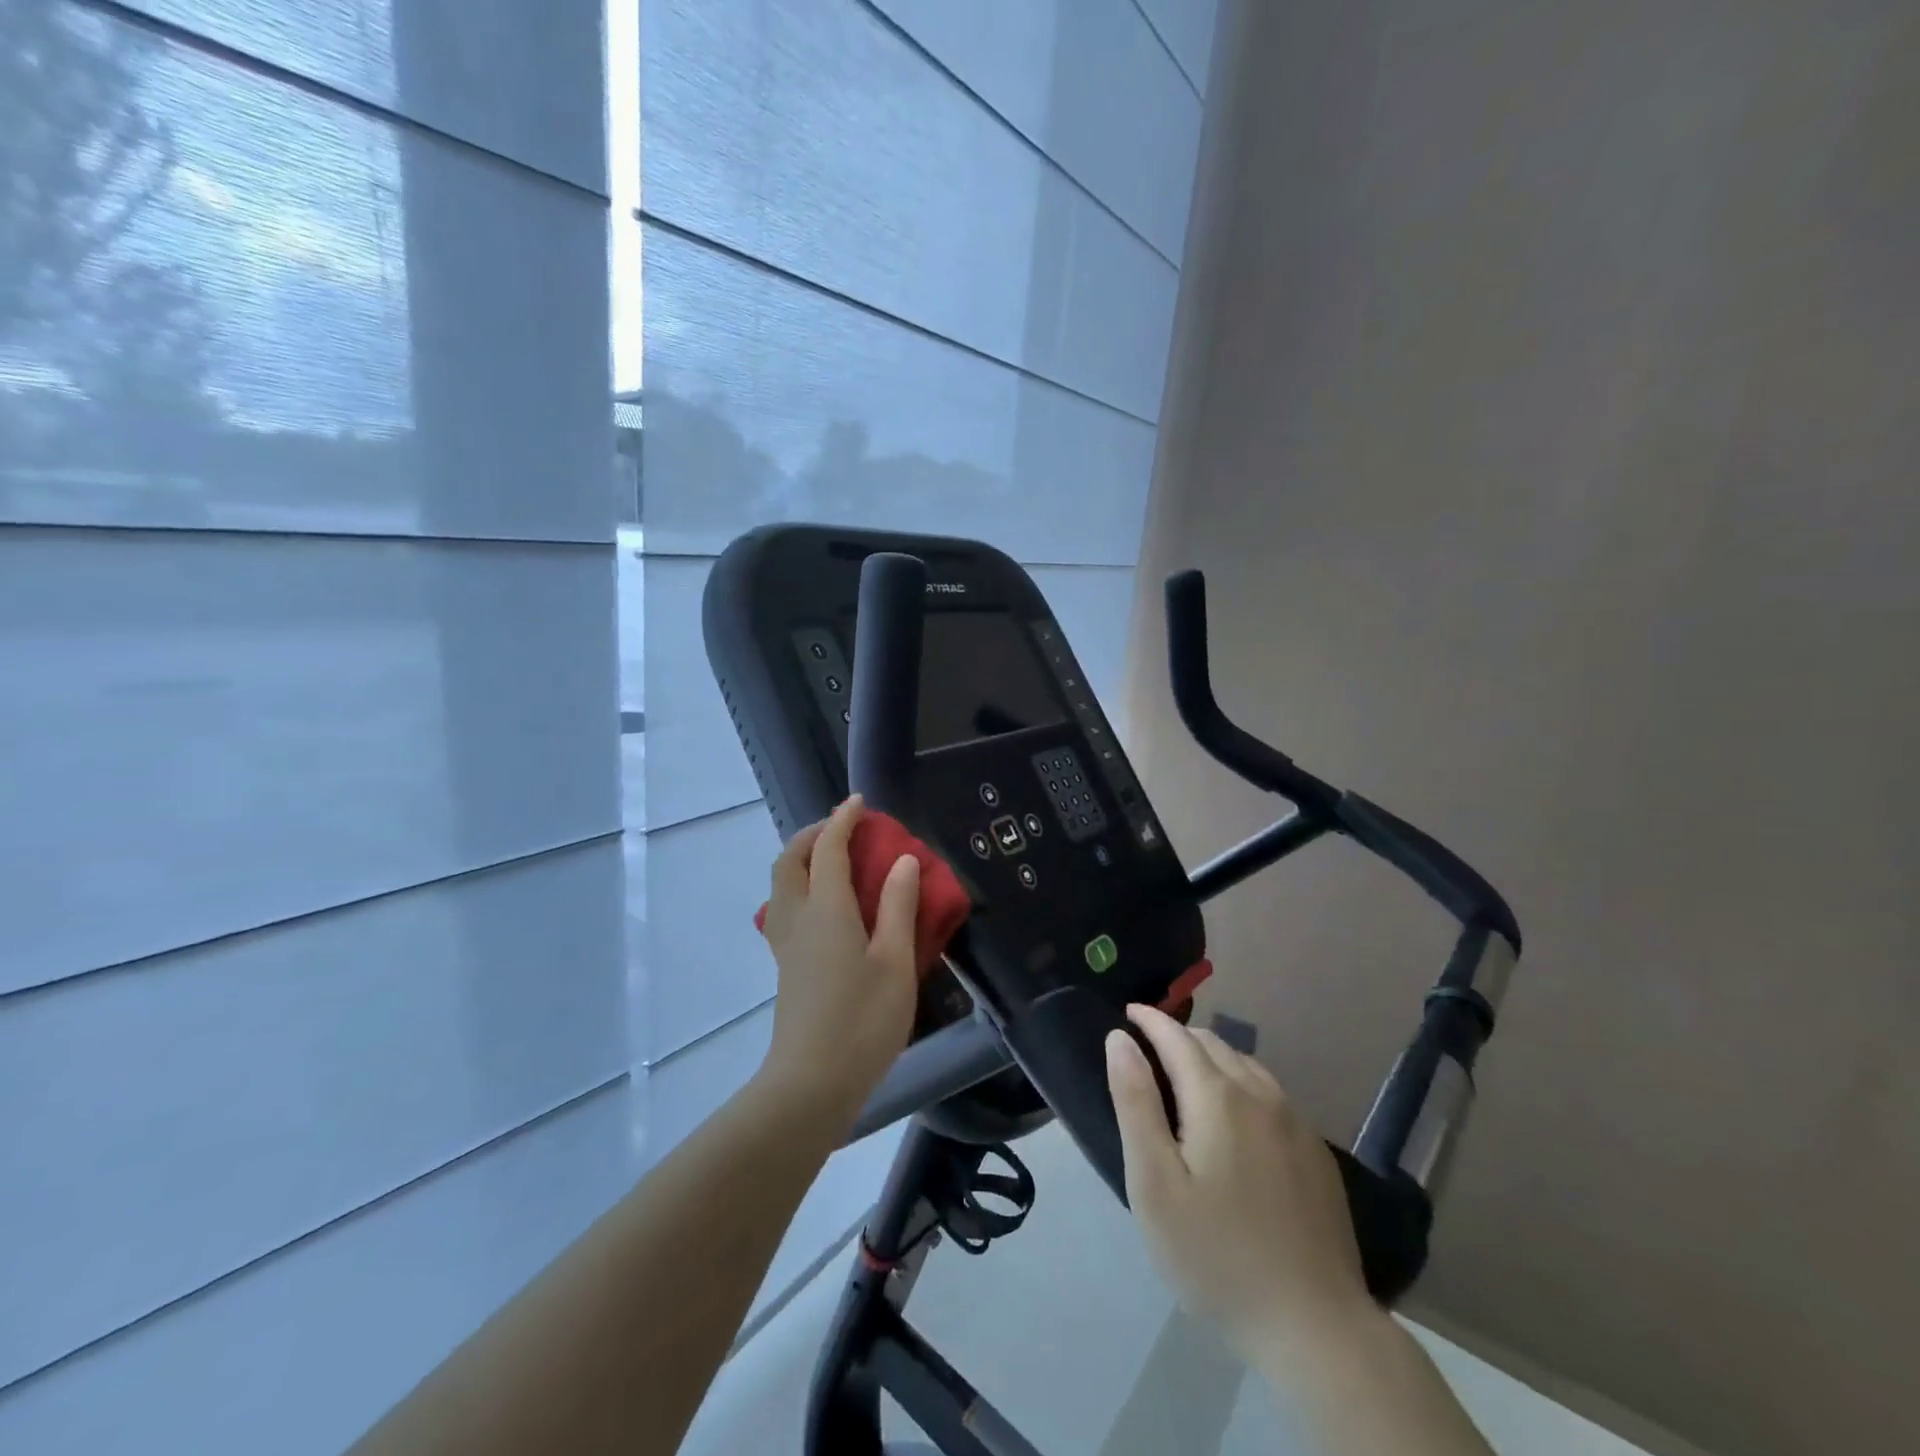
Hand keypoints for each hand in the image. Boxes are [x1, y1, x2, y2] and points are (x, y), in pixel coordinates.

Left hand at [756, 796, 920, 1127]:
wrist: (811, 1084)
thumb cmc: (862, 1022)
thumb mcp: (894, 962)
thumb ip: (897, 907)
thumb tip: (902, 861)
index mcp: (827, 910)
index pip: (829, 849)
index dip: (843, 820)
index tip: (860, 803)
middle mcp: (798, 918)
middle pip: (790, 860)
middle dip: (813, 834)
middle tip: (843, 829)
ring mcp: (786, 944)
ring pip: (781, 884)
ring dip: (802, 859)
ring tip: (834, 861)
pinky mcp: (786, 966)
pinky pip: (785, 906)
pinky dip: (801, 886)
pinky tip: (828, 905)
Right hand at [1106, 1004, 1371, 1356]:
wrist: (1315, 1327)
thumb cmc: (1216, 1255)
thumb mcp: (1154, 1183)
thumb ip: (1135, 1103)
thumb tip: (1120, 1039)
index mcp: (1217, 1096)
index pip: (1177, 1037)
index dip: (1150, 1020)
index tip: (1127, 1013)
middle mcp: (1260, 1095)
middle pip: (1213, 1044)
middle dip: (1178, 1036)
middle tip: (1148, 1049)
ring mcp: (1295, 1123)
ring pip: (1246, 1065)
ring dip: (1212, 1057)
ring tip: (1186, 1074)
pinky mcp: (1316, 1153)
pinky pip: (1271, 1094)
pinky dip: (1241, 1083)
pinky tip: (1235, 1115)